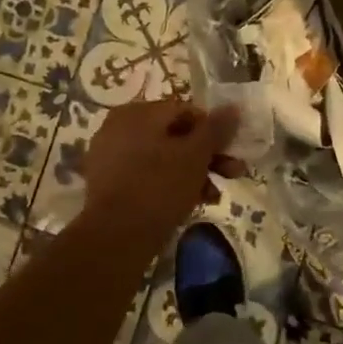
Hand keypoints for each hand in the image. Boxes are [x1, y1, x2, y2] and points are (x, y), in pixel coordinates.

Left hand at [80, 100, 242, 245]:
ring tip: (214, 196)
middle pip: (174, 135)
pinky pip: (147, 175)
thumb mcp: (195, 156)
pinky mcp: (108, 183)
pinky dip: (170, 184)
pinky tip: (190, 203)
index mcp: (138, 113)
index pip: (186, 111)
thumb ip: (215, 129)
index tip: (231, 152)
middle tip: (233, 174)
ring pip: (163, 158)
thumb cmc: (159, 187)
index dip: (213, 130)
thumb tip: (233, 107)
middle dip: (207, 156)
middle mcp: (119, 127)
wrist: (115, 237)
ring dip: (193, 173)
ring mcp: (110, 156)